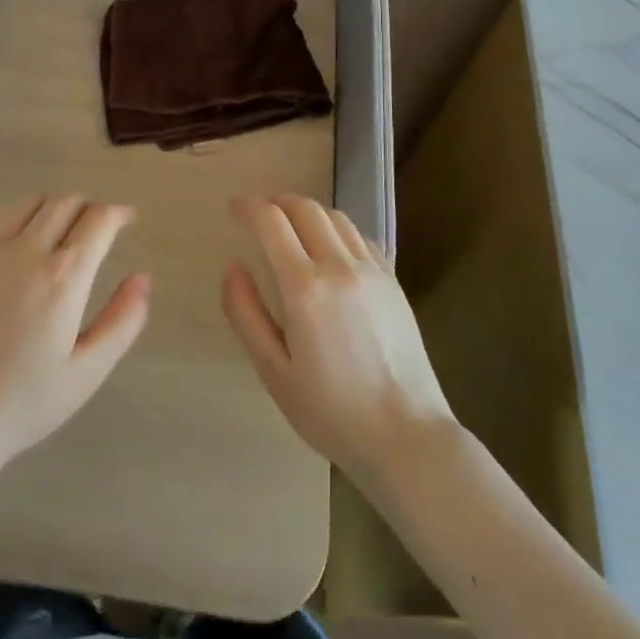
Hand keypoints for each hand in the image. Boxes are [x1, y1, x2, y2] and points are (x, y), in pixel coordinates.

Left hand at [0, 195, 150, 475]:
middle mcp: (26, 251)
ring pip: (28, 205)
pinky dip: (17, 220)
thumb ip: (122, 321)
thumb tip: (142, 279)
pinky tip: (18, 244)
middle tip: (99, 228)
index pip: (98, 220)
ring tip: (61, 230)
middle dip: (89, 207)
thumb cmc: (23, 403)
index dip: (118, 214)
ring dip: (53, 208)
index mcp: (63, 276)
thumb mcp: (87, 372)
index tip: (128, 219)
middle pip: (64, 204)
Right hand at [222, 195, 455, 482]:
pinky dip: (337, 230)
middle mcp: (340, 266)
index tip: (234, 208)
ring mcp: (372, 271)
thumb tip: (232, 268)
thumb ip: (245, 313)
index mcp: (304, 287)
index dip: (248, 207)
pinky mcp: (394, 283)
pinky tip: (329, 248)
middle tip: (258, 214)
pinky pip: (361, 237)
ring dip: (307, 212)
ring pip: (336, 217)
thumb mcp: (273, 370)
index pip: (272, 221)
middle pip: (305, 209)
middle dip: (276, 202)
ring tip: (290, 227)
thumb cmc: (330, 411)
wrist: (406, 436)